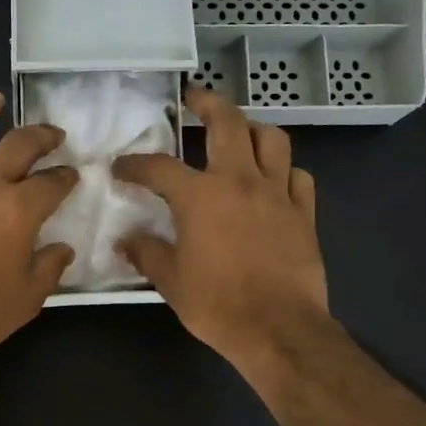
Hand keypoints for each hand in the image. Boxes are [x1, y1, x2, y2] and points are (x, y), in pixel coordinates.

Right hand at [113, 85, 327, 368]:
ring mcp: (277, 193)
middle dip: (208, 103)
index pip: (159, 167)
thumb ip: (147, 254)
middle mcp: (240, 181)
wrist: (279, 328)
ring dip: (253, 128)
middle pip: (228, 123)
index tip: (121, 168)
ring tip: (241, 132)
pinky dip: (285, 170)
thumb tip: (125, 241)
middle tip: (195, 97)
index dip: (135, 164)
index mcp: (200, 196)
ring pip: (272, 140)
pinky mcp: (304, 213)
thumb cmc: (218, 304)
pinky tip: (275, 179)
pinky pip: (298, 176)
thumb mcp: (171, 282)